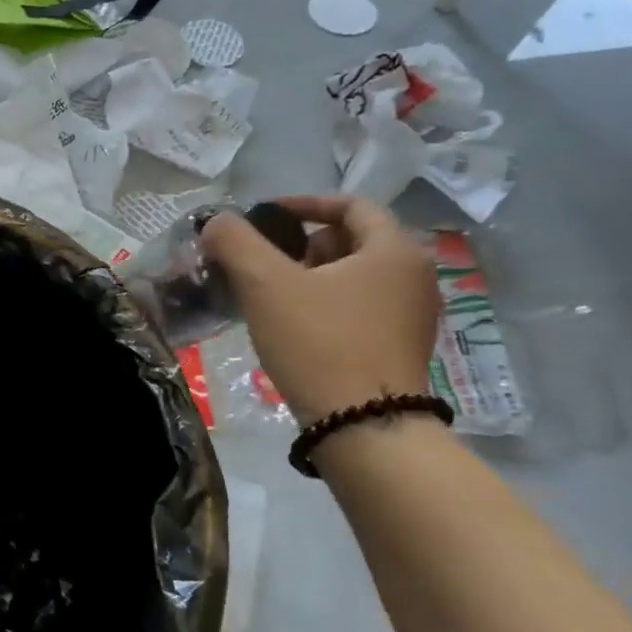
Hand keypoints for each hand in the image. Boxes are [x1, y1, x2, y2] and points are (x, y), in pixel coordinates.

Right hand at [200, 194, 439, 424]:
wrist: (364, 428)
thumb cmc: (319, 344)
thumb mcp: (266, 285)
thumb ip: (236, 242)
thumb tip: (217, 222)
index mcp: (394, 250)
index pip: (351, 204)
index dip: (304, 204)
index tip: (265, 216)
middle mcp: (414, 276)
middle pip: (353, 240)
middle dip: (303, 245)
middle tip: (265, 264)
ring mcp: (412, 315)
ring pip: (354, 276)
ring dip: (311, 276)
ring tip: (272, 298)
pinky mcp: (400, 347)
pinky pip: (359, 307)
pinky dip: (325, 304)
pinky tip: (294, 328)